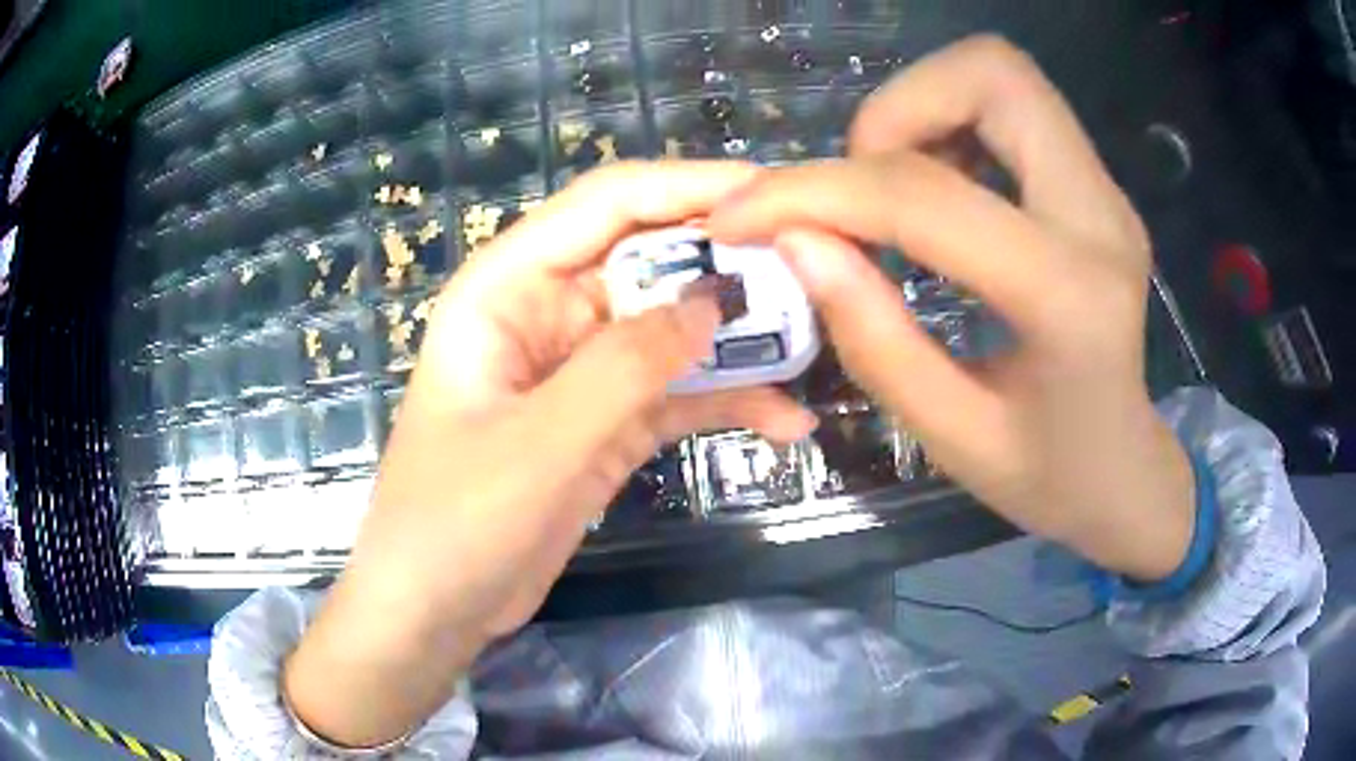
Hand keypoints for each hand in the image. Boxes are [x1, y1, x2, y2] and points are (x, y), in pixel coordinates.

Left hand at [285, 162, 816, 747]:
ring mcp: (580, 371)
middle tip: (815, 270)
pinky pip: (675, 394)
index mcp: (508, 286)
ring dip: (739, 338)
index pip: (607, 204)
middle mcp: (546, 312)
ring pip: (672, 328)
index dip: (690, 187)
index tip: (773, 194)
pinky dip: (727, 402)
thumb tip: (715, 300)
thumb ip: (626, 364)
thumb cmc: (456, 521)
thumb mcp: (541, 440)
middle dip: (729, 263)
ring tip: (817, 341)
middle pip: (650, 259)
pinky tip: (786, 422)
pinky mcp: (605, 424)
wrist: (435, 609)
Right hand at [708, 36, 1194, 583]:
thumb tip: (796, 240)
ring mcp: (1105, 193)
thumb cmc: (1049, 477)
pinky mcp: (1095, 188)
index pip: (926, 196)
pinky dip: (951, 125)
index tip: (744, 215)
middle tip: (858, 188)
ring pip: (1001, 76)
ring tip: (893, 192)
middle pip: (991, 74)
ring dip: (921, 110)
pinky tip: (937, 194)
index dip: (816, 192)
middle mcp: (1100, 217)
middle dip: (894, 110)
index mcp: (1069, 298)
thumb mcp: (952, 437)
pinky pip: (1013, 109)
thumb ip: (874, 338)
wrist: (1126, 471)